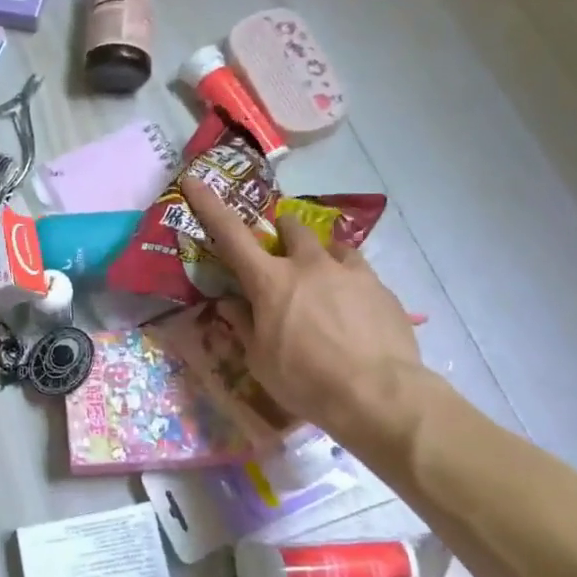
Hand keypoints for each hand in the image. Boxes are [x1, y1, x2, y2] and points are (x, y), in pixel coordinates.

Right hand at [181, 178, 426, 459]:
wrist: (380, 395)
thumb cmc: (306, 381)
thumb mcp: (260, 360)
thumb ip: (244, 326)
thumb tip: (232, 305)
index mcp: (270, 281)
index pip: (230, 234)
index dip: (208, 205)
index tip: (194, 180)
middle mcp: (309, 265)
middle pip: (291, 226)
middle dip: (282, 232)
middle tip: (281, 256)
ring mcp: (349, 272)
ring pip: (331, 245)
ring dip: (320, 256)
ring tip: (324, 282)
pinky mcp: (381, 288)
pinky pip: (359, 271)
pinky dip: (349, 282)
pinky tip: (353, 311)